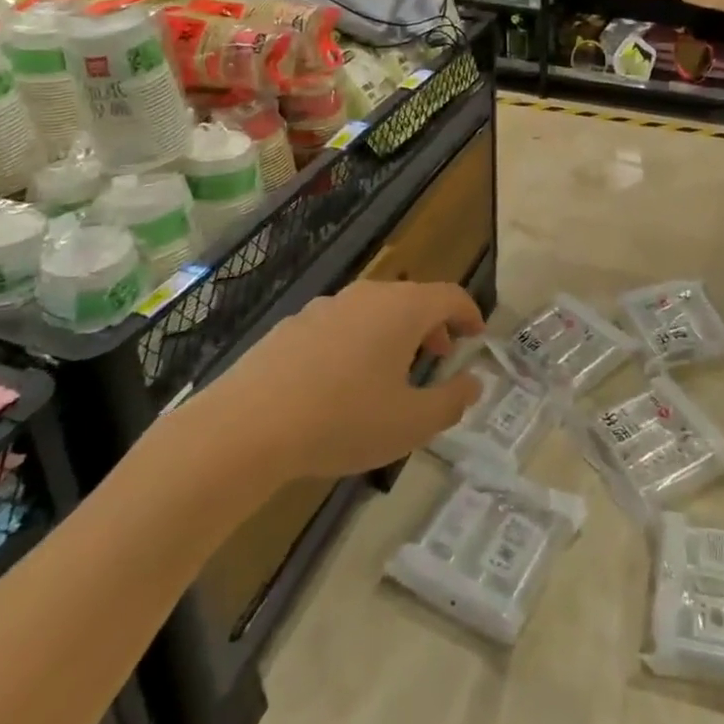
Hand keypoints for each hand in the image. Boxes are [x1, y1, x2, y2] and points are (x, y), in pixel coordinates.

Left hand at [212, 281, 485, 479]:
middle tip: (439, 356)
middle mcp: (367, 296)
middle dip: (432, 325)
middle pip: (412, 299)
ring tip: (390, 373)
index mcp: (402, 309)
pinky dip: (357, 342)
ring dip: (393, 334)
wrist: (246, 427)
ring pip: (374, 311)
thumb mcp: (410, 423)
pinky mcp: (292, 325)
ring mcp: (326, 307)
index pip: (450, 296)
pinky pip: (340, 325)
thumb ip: (451, 402)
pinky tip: (341, 383)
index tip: (477, 333)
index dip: (470, 312)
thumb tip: (473, 382)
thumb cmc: (342, 421)